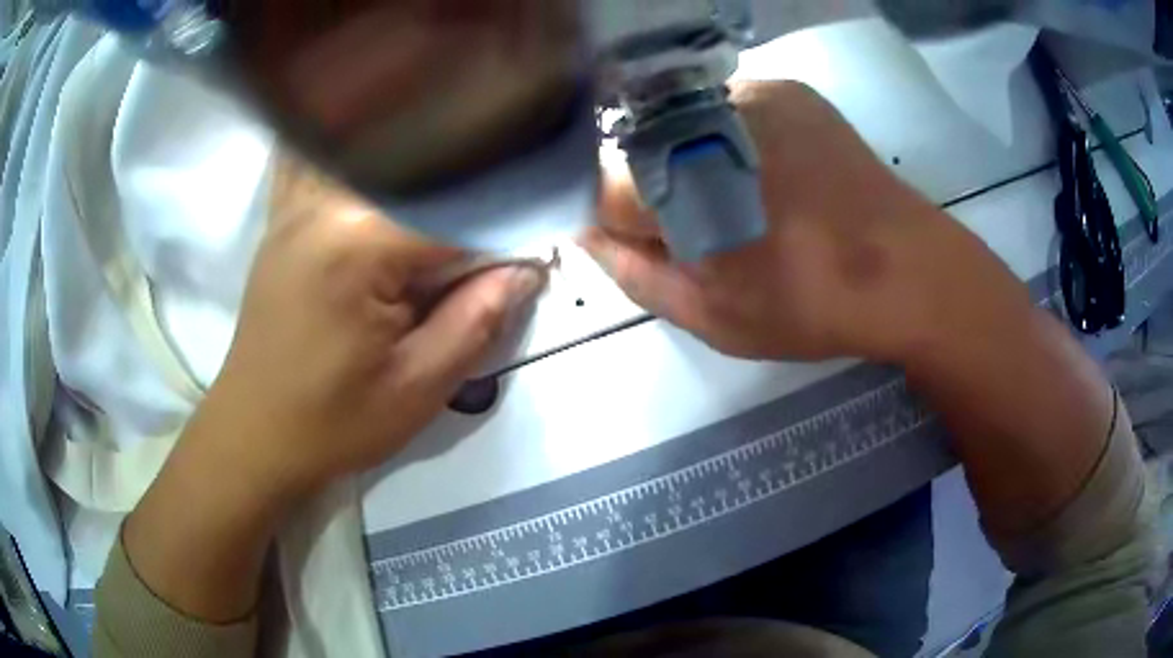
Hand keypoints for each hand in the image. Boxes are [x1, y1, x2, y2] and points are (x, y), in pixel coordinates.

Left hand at [121, 157, 543, 622]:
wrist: (254, 436)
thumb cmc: (333, 423)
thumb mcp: (418, 388)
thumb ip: (477, 319)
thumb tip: (526, 268)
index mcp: (360, 241)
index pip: (458, 210)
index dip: (507, 228)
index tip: (537, 248)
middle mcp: (325, 201)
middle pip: (422, 174)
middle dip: (471, 196)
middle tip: (499, 231)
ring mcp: (297, 203)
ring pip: (378, 159)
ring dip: (424, 173)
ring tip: (454, 199)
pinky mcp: (284, 218)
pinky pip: (327, 163)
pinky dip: (362, 156)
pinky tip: (384, 156)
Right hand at [585, 82, 1117, 559]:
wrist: (906, 270)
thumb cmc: (810, 304)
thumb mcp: (711, 316)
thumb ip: (635, 274)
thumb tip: (589, 234)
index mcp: (678, 180)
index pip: (607, 189)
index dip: (633, 225)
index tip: (670, 249)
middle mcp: (702, 118)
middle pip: (643, 151)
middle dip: (663, 191)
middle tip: (717, 230)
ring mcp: (748, 93)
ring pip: (687, 125)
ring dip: (699, 162)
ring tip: (752, 202)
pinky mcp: (787, 89)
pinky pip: (731, 109)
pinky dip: (734, 139)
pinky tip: (774, 173)